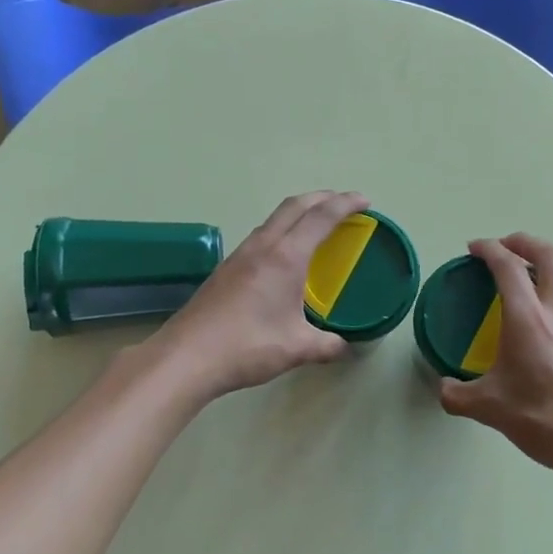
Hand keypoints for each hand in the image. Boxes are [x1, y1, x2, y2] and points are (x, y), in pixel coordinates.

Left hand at [151, 190, 370, 399]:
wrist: (187, 356)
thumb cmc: (248, 346)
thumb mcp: (297, 348)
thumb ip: (327, 345)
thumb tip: (346, 348)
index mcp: (285, 257)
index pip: (321, 218)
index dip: (345, 204)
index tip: (365, 201)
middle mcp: (262, 247)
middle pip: (294, 206)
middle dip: (322, 198)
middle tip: (343, 203)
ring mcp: (239, 256)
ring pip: (273, 220)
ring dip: (298, 213)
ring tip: (315, 225)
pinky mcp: (225, 270)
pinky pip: (260, 237)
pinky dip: (281, 232)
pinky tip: (282, 256)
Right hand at [439, 233, 552, 483]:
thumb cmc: (544, 420)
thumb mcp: (489, 409)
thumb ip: (458, 395)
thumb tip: (444, 389)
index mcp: (527, 318)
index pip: (507, 266)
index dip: (489, 249)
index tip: (475, 248)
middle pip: (549, 255)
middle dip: (525, 242)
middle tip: (508, 246)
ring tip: (542, 268)